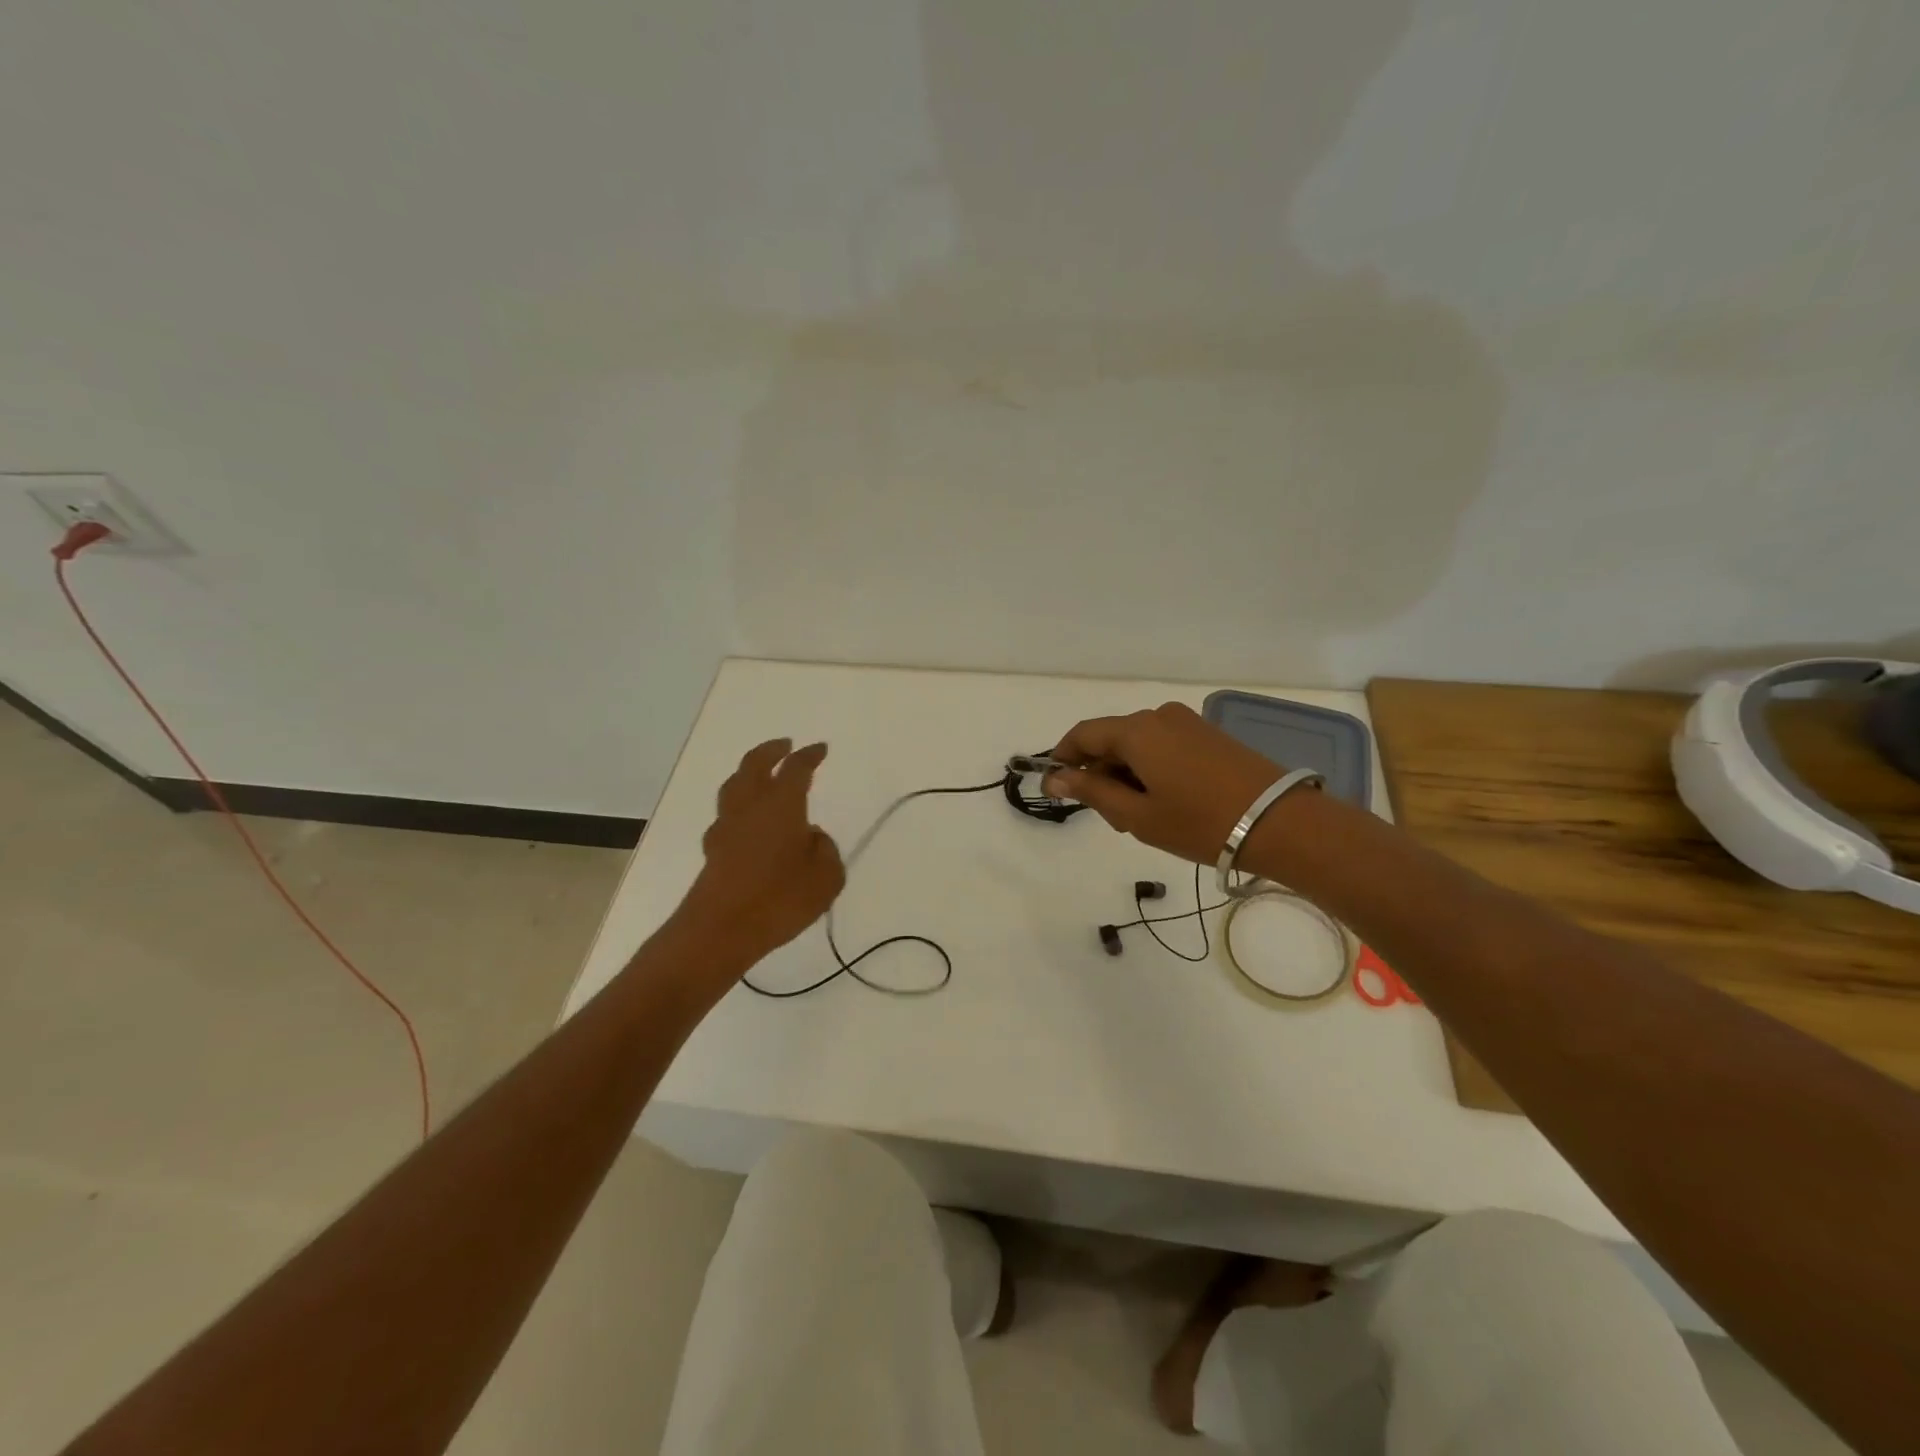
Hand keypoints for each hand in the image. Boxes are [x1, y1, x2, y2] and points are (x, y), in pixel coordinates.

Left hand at [679, 738, 845, 965]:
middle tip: (784, 745)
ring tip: (761, 775)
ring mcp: (727, 827)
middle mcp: (751, 807)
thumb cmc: (780, 899)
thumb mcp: (826, 878)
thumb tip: (811, 836)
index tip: (820, 749)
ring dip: (748, 774)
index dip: (809, 756)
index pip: (796, 769)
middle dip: (771, 751)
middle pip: (754, 765)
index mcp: (782, 805)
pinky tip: (747, 821)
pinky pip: (726, 816)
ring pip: (734, 786)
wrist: (720, 930)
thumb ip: (825, 850)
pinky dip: (739, 808)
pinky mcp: (713, 849)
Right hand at [1045, 703, 1294, 865]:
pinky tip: (1164, 801)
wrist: (1281, 823)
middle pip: (1111, 738)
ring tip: (1140, 816)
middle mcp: (1158, 716)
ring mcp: (1188, 722)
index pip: (1082, 734)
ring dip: (1126, 774)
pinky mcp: (1209, 735)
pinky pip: (1163, 745)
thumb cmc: (1200, 822)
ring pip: (1138, 744)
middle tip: (1107, 817)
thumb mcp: (1138, 815)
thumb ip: (1092, 791)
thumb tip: (1056, 776)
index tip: (1055, 788)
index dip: (1063, 759)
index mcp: (1136, 731)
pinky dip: (1151, 769)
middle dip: (1099, 772)